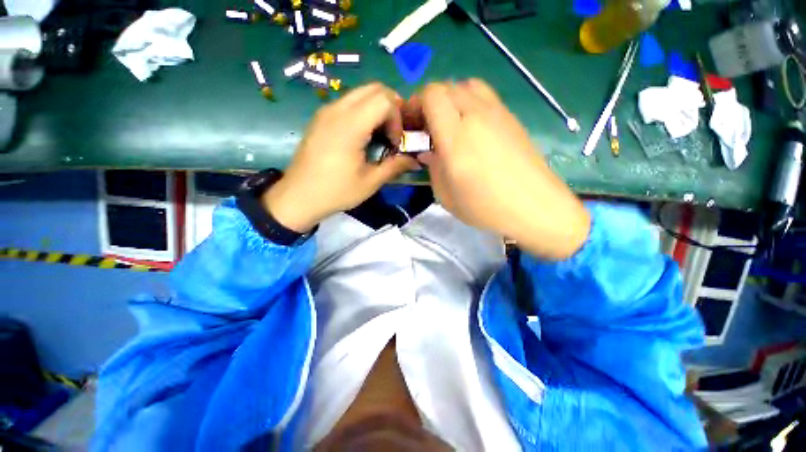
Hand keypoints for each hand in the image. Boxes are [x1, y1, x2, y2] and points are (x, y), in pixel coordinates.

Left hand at [263, 83, 419, 232]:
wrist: (298, 196)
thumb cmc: (336, 192)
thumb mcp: (370, 182)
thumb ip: (395, 166)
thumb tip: (416, 160)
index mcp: (349, 126)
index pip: (384, 99)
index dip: (397, 118)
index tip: (395, 142)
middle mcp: (337, 110)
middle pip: (374, 89)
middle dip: (392, 108)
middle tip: (393, 134)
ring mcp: (326, 111)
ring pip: (361, 93)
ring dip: (378, 109)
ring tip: (380, 135)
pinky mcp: (321, 117)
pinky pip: (349, 102)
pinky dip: (364, 111)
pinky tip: (364, 136)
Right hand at [417, 80, 589, 259]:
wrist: (534, 206)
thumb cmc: (485, 206)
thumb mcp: (446, 196)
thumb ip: (433, 169)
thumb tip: (427, 153)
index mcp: (456, 137)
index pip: (432, 95)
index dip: (418, 103)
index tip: (414, 123)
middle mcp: (476, 116)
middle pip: (448, 86)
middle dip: (432, 102)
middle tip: (430, 127)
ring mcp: (498, 113)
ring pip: (468, 86)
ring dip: (453, 99)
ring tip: (451, 124)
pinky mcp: (512, 118)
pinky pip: (486, 97)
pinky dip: (472, 104)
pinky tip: (473, 130)